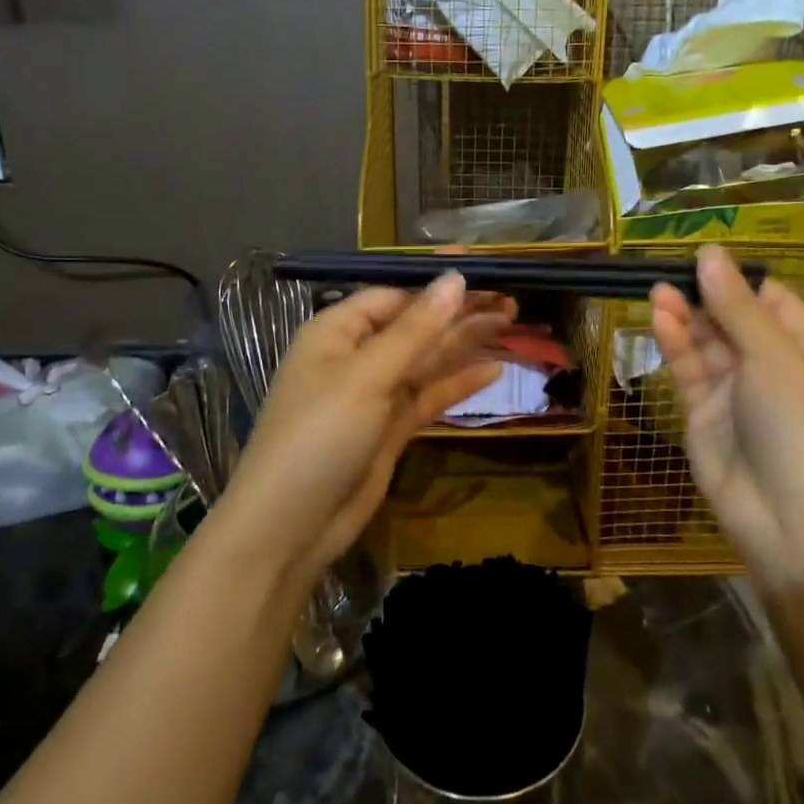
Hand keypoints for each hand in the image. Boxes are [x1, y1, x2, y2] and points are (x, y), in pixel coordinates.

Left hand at [219, 273, 511, 586]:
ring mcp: (374, 395)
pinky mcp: (390, 429)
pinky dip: (458, 384)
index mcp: (337, 332)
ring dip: (465, 344)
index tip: (485, 276)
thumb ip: (416, 330)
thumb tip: (455, 279)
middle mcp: (356, 357)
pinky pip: (428, 396)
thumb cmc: (320, 434)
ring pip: (426, 361)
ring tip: (513, 324)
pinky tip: (494, 371)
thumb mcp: (367, 376)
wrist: (290, 527)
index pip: (394, 296)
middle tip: (512, 302)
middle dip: (459, 314)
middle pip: (415, 326)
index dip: (437, 287)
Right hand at [649, 245, 803, 587]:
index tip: (705, 257)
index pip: (774, 302)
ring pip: (708, 344)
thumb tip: (709, 252)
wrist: (792, 522)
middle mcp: (775, 368)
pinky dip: (676, 345)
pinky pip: (690, 372)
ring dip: (686, 316)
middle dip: (706, 295)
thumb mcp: (774, 357)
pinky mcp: (706, 416)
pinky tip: (660, 317)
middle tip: (671, 269)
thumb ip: (736, 306)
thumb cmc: (801, 427)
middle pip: (735, 320)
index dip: (740, 279)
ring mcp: (738, 394)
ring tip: (658, 288)